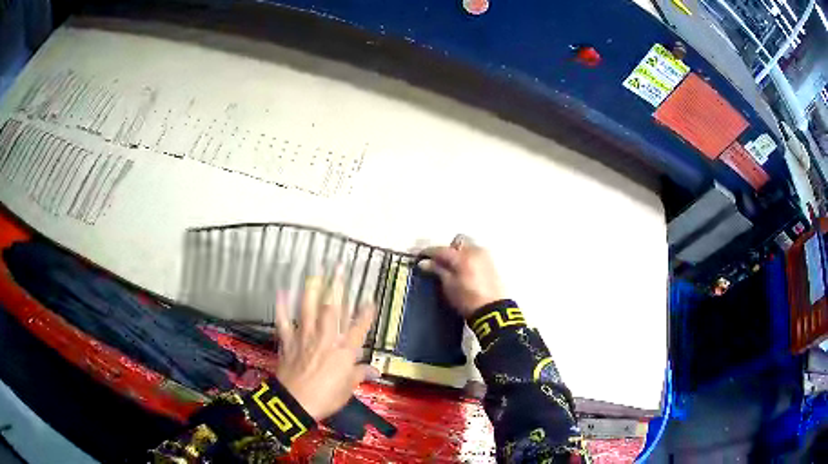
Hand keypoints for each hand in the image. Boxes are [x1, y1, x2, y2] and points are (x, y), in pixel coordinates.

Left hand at [274, 275, 377, 420]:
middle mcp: (326, 339)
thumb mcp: (347, 389)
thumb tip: (375, 371)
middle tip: (339, 266)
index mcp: (344, 352)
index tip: (370, 298)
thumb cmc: (326, 398)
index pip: (359, 328)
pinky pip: (284, 321)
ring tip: (314, 271)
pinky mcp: (288, 341)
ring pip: (309, 308)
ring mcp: (305, 337)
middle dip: (337, 286)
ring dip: (312, 288)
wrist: (295, 403)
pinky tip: (281, 291)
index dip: (366, 313)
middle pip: (333, 309)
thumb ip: (359, 375)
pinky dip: (282, 306)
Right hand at [418, 234, 506, 317]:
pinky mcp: (492, 264)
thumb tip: (424, 262)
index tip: (419, 257)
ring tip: (453, 267)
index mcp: (462, 256)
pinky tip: (464, 271)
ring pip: (469, 246)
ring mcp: (485, 256)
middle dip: (448, 249)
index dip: (428, 252)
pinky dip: (468, 258)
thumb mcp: (449, 286)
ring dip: (459, 252)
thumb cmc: (467, 299)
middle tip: (440, 262)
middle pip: (458, 241)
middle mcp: (475, 251)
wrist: (492, 310)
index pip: (441, 249)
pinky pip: (476, 254)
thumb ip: (437, 270)